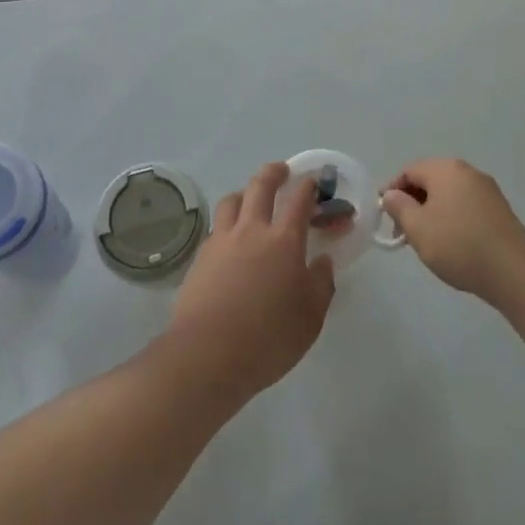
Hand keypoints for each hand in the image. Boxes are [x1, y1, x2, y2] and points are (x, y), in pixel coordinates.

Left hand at [166, 163, 335, 403]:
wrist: (208, 353)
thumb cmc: (268, 338)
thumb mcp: (310, 318)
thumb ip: (320, 285)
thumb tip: (323, 261)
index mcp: (284, 240)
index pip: (299, 200)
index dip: (308, 186)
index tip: (313, 182)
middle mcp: (252, 229)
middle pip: (261, 185)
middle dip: (274, 172)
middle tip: (282, 171)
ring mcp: (222, 240)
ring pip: (233, 200)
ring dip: (246, 193)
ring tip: (251, 199)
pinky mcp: (201, 256)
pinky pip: (217, 226)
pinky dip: (228, 222)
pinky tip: (230, 239)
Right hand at [380, 158, 524, 301]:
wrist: (515, 272)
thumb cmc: (459, 245)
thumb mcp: (418, 228)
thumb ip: (399, 207)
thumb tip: (392, 194)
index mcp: (445, 169)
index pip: (408, 171)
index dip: (392, 190)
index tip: (385, 217)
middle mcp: (467, 171)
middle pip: (430, 180)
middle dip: (412, 202)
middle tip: (403, 232)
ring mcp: (486, 189)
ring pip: (448, 194)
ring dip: (432, 212)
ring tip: (427, 241)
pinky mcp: (499, 210)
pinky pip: (466, 206)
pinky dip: (452, 218)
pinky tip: (452, 243)